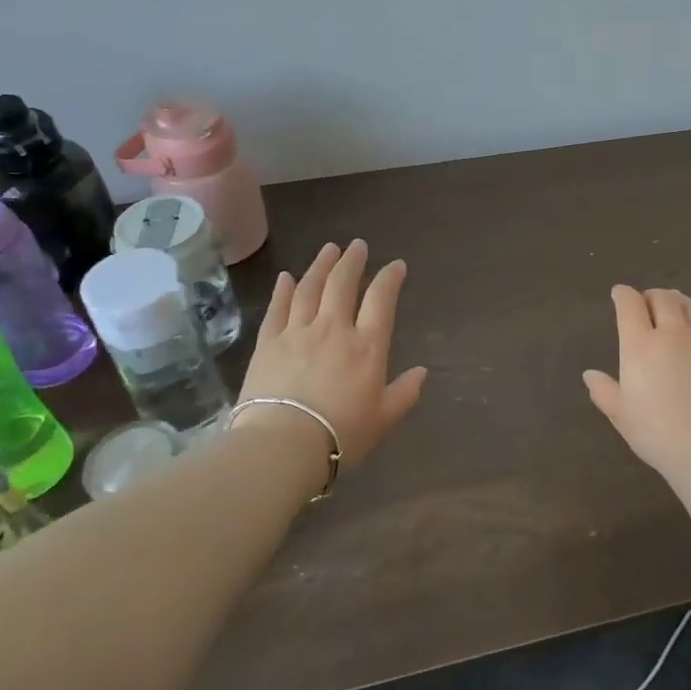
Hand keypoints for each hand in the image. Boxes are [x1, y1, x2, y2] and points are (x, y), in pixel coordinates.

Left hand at [238, 240, 427, 468]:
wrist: (283, 444)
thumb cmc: (341, 434)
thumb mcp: (383, 419)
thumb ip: (404, 393)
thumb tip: (422, 372)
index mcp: (367, 346)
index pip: (381, 300)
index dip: (390, 278)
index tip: (396, 265)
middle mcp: (334, 329)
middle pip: (343, 284)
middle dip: (352, 261)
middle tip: (357, 245)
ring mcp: (298, 332)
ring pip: (310, 288)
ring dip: (321, 265)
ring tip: (328, 249)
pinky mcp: (268, 343)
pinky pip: (277, 308)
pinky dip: (283, 290)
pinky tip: (287, 277)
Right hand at [583, 285, 690, 479]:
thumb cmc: (658, 434)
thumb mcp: (622, 415)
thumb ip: (604, 391)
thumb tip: (590, 374)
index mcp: (640, 345)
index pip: (630, 305)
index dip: (622, 295)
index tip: (618, 294)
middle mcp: (673, 333)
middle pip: (662, 298)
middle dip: (650, 296)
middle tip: (646, 302)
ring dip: (678, 300)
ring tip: (674, 305)